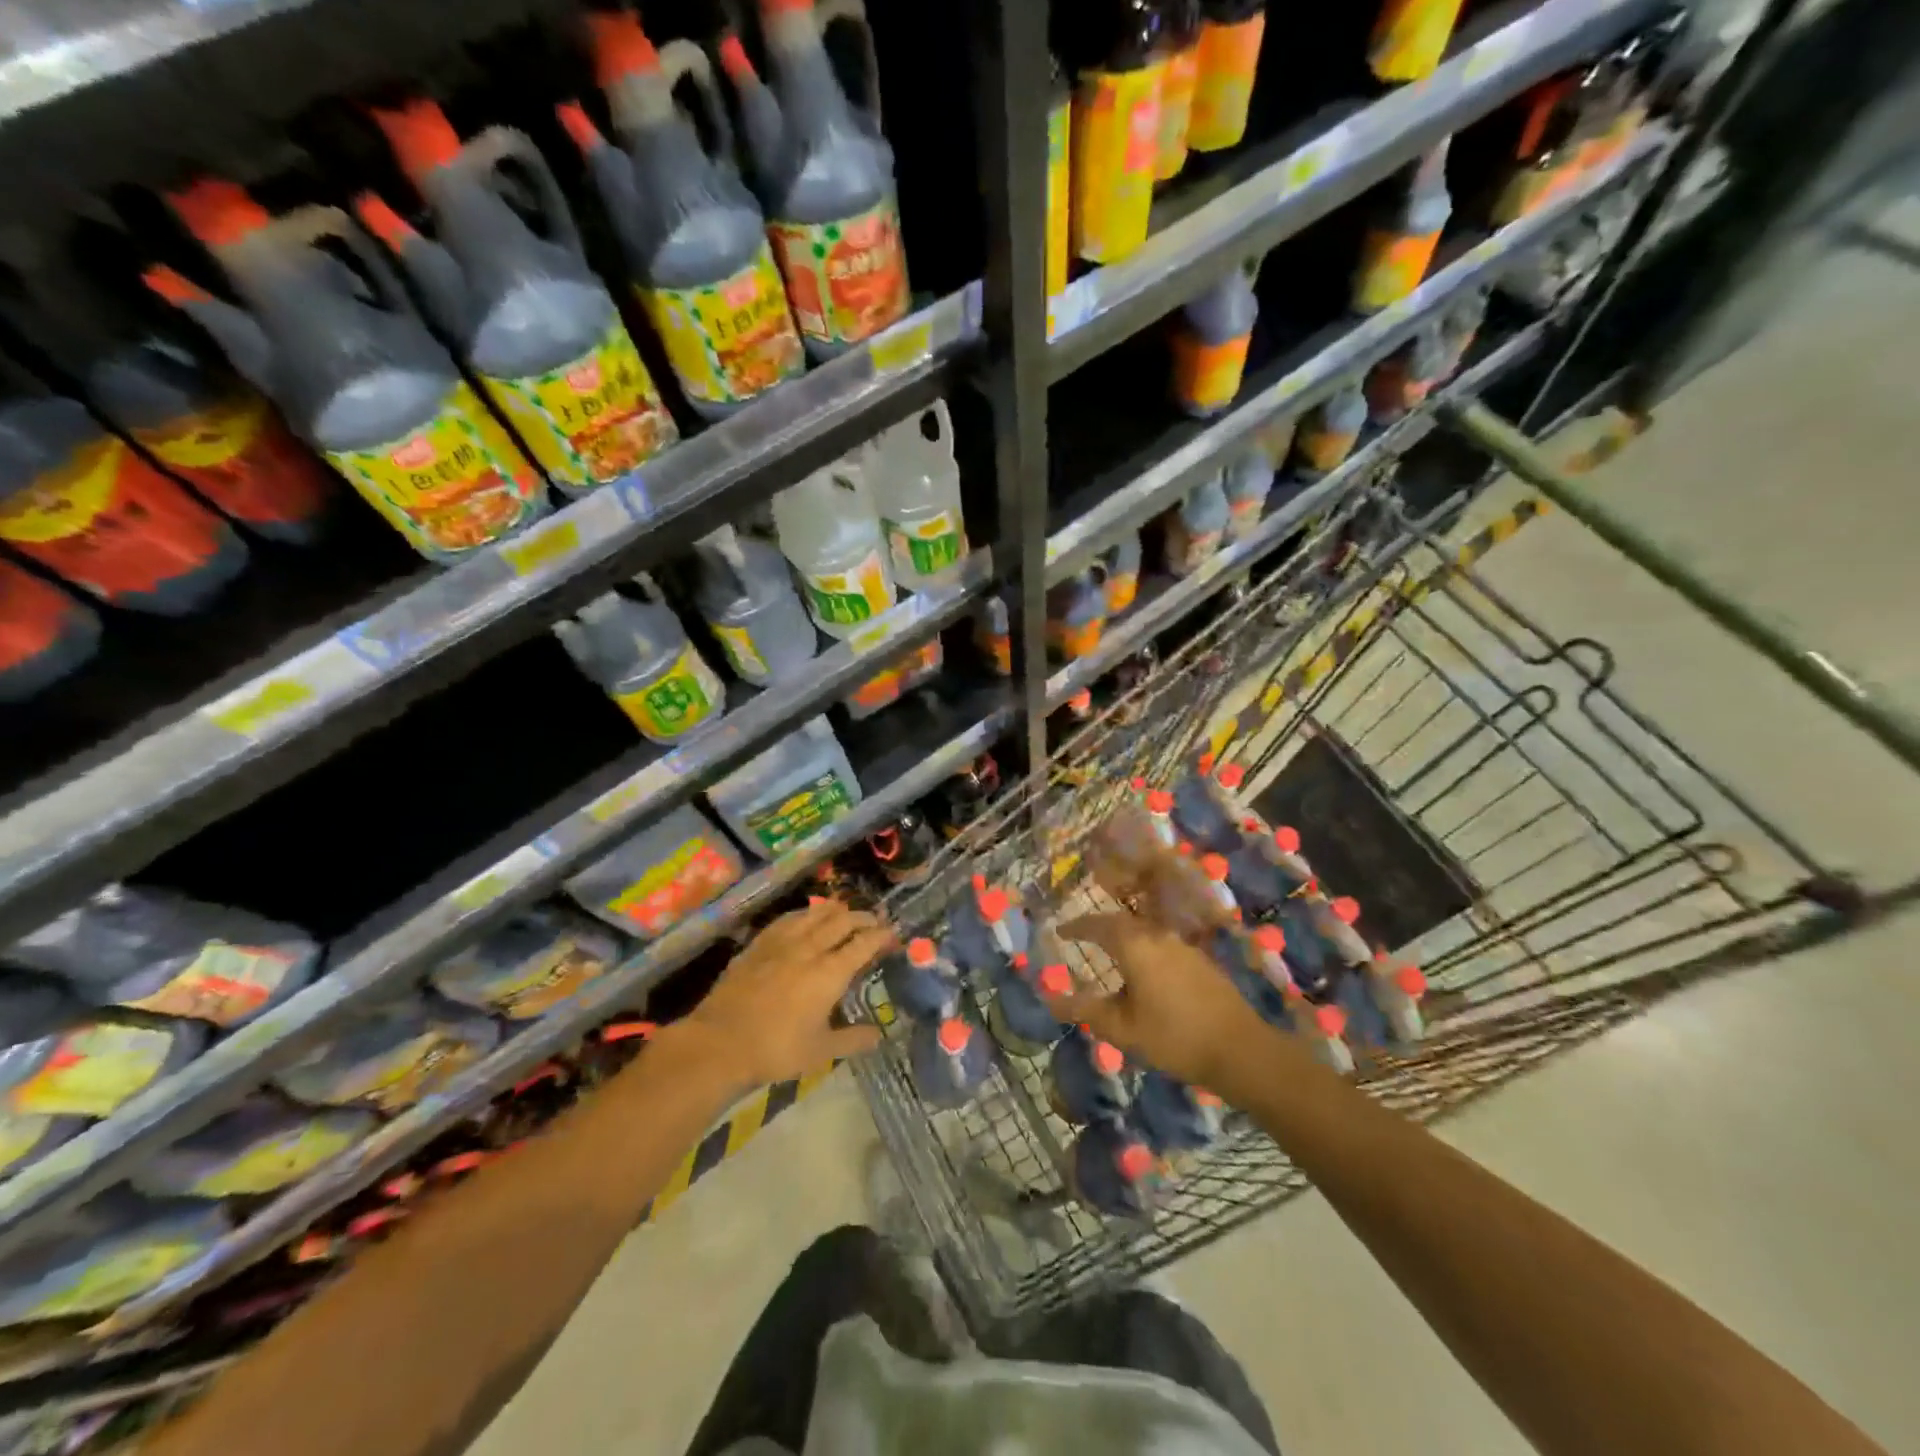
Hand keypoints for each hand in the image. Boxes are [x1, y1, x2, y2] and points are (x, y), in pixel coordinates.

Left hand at [667, 899, 892, 1089]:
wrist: (720, 1041)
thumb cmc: (775, 1049)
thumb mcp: (820, 1051)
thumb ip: (852, 1040)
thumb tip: (879, 1035)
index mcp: (830, 972)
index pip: (864, 943)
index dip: (882, 935)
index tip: (893, 934)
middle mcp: (810, 948)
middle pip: (843, 921)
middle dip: (863, 917)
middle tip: (874, 921)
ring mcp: (782, 942)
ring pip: (815, 914)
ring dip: (836, 910)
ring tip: (845, 911)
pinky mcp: (759, 944)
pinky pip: (788, 919)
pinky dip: (805, 914)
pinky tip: (806, 916)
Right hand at [1045, 908, 1266, 1091]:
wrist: (1240, 1049)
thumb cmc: (1174, 1038)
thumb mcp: (1121, 1029)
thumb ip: (1084, 1010)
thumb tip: (1050, 997)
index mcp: (1135, 946)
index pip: (1098, 926)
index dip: (1076, 927)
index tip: (1060, 931)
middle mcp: (1158, 936)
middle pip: (1123, 922)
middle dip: (1100, 927)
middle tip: (1082, 937)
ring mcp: (1183, 946)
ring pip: (1145, 931)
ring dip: (1124, 937)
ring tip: (1111, 953)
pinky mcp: (1201, 961)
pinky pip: (1162, 944)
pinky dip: (1145, 948)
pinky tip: (1146, 970)